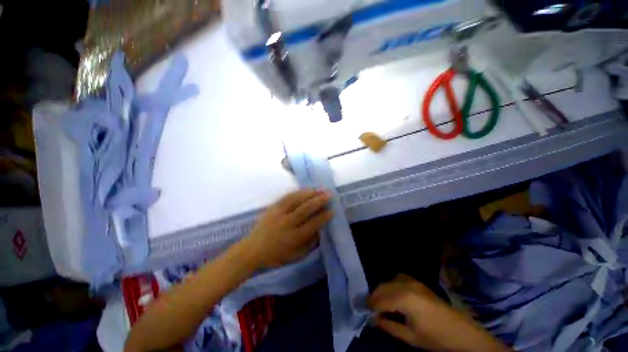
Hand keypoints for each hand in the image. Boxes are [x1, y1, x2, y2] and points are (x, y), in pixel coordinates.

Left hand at [245, 189, 332, 267]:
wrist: (253, 250)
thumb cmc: (276, 256)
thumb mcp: (296, 256)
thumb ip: (310, 244)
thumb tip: (321, 230)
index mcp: (294, 238)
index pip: (313, 224)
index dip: (324, 217)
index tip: (332, 211)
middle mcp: (287, 224)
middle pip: (305, 209)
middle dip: (319, 201)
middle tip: (329, 195)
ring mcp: (278, 214)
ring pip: (296, 200)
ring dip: (309, 194)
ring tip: (319, 189)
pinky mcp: (272, 208)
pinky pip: (286, 197)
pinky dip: (297, 192)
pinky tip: (305, 190)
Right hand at [369, 274, 509, 351]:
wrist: (461, 332)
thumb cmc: (436, 337)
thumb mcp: (410, 337)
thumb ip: (389, 326)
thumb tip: (373, 319)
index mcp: (404, 298)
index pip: (380, 300)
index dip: (371, 307)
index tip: (366, 314)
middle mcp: (406, 284)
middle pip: (383, 287)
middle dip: (375, 298)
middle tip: (372, 310)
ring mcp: (413, 281)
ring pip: (389, 281)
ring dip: (382, 291)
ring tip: (382, 304)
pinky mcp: (418, 282)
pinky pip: (398, 278)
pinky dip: (391, 284)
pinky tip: (394, 294)